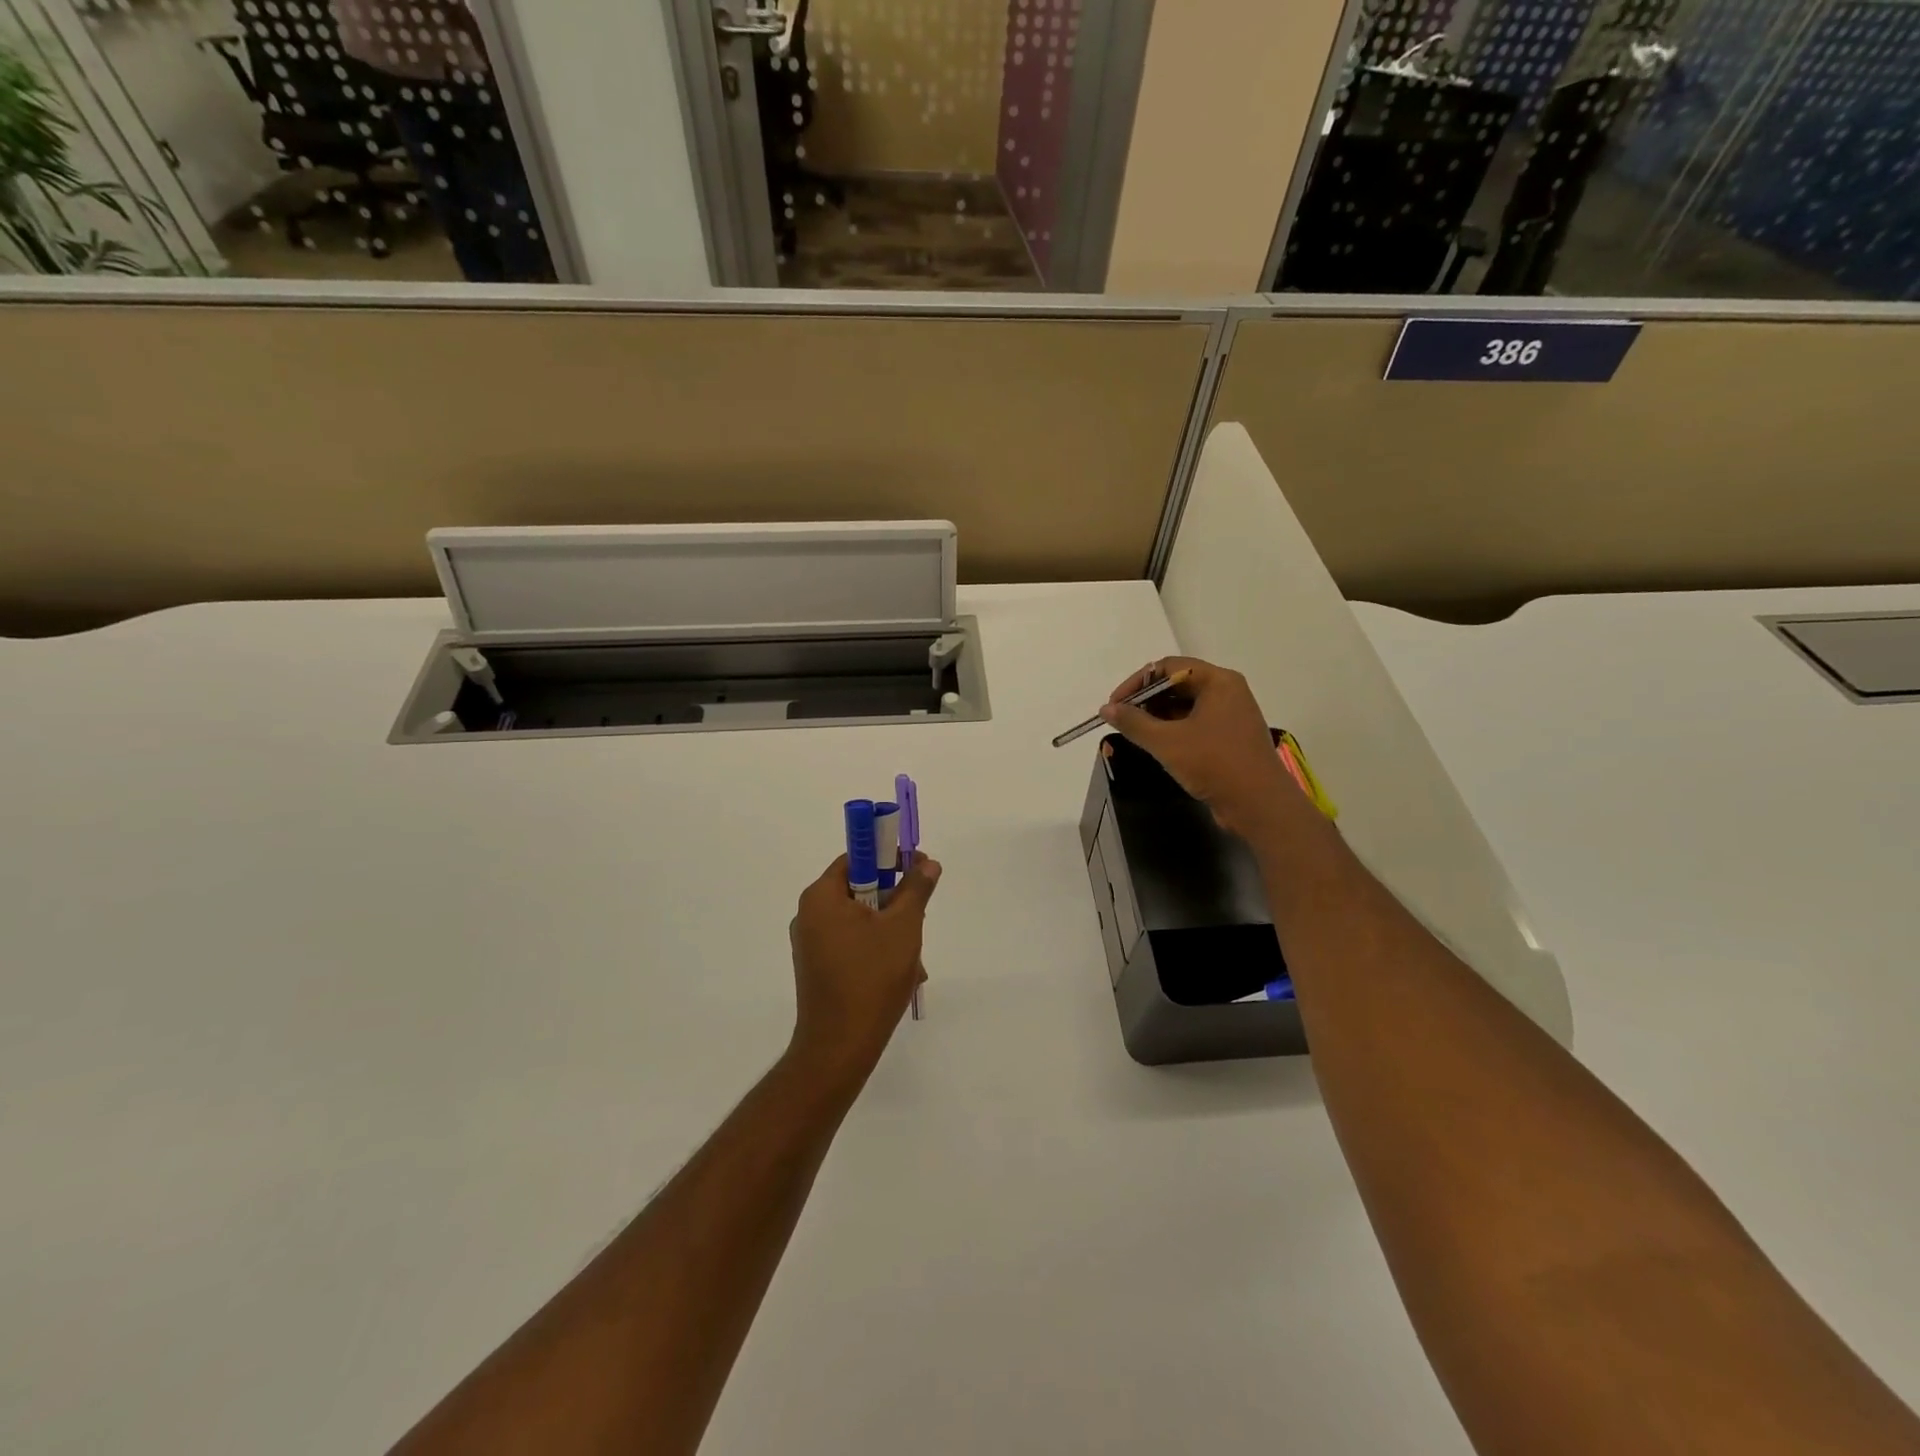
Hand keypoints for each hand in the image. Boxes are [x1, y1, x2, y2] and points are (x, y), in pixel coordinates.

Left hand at [787, 852, 941, 1087]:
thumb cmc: (871, 978)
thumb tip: (927, 862)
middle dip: (894, 901)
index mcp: (821, 897)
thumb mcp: (903, 927)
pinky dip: (876, 949)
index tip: (916, 867)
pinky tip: (900, 974)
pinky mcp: (817, 968)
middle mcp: (809, 914)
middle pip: (859, 889)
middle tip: (919, 916)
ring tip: (914, 957)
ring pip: (860, 921)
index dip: (888, 857)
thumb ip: (916, 889)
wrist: (839, 1047)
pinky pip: (851, 944)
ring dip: (890, 930)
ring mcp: (811, 944)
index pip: (856, 858)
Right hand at [1100, 657, 1296, 840]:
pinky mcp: (1230, 737)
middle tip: (1122, 720)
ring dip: (1157, 716)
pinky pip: (1195, 723)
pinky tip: (1156, 744)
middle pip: (1178, 683)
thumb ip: (1134, 722)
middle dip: (1146, 699)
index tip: (1115, 705)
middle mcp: (1227, 691)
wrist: (1260, 805)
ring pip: (1185, 705)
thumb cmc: (1214, 764)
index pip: (1169, 667)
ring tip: (1134, 733)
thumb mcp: (1167, 742)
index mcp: (1218, 681)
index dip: (1137, 683)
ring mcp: (1231, 715)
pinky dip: (1173, 729)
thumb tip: (1106, 709)